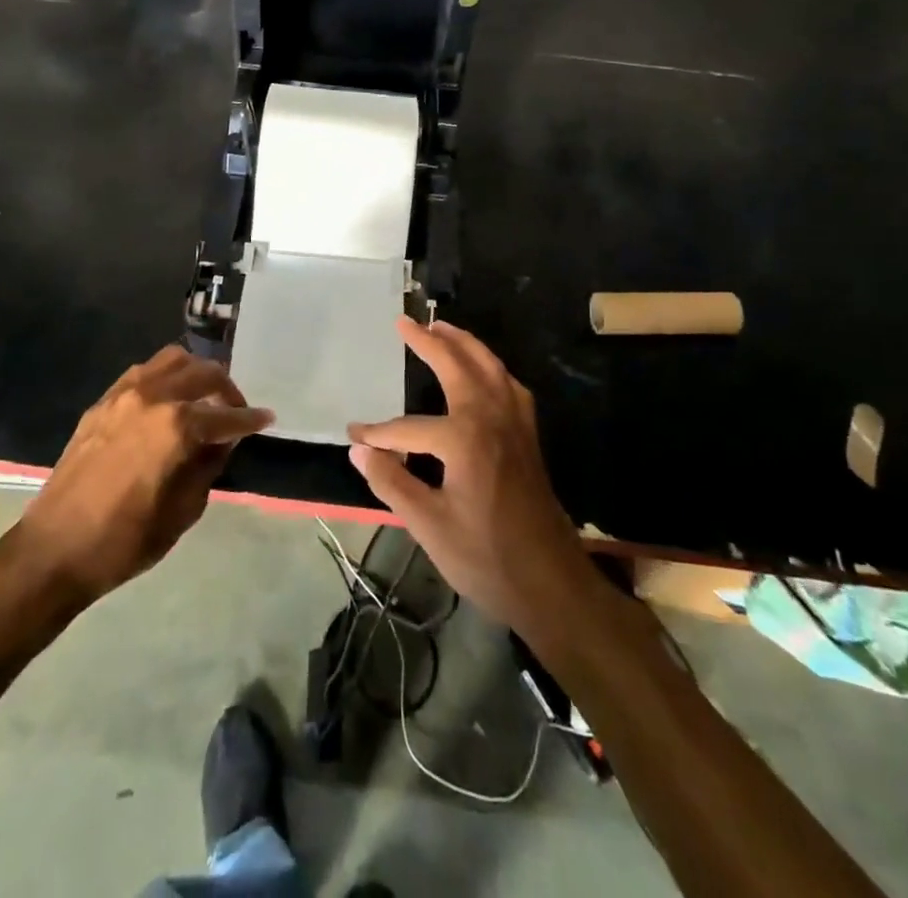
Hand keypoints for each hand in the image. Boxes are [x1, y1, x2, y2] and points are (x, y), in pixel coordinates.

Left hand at [3, 346, 269, 605]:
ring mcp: (123, 395)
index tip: (267, 419)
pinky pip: (142, 373)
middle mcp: (152, 396)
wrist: (53, 550)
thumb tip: (222, 441)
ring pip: (172, 360)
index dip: (251, 419)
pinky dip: (164, 378)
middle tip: (235, 411)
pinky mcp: (102, 403)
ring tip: (202, 399)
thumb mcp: (183, 510)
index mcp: (176, 425)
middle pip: (202, 373)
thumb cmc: (125, 540)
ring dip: (195, 374)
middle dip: (226, 389)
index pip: (226, 414)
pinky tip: (167, 402)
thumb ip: (208, 466)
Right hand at [349, 319, 589, 626]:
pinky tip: (484, 371)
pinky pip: (509, 385)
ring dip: (465, 343)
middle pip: (458, 366)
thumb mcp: (429, 526)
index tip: (355, 436)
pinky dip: (492, 367)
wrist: (552, 584)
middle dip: (429, 342)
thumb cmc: (486, 558)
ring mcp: (515, 424)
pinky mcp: (528, 436)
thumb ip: (391, 482)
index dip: (378, 433)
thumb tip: (358, 451)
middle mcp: (491, 418)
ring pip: (490, 366)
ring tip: (441, 327)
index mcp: (464, 438)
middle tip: (405, 322)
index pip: (408, 427)